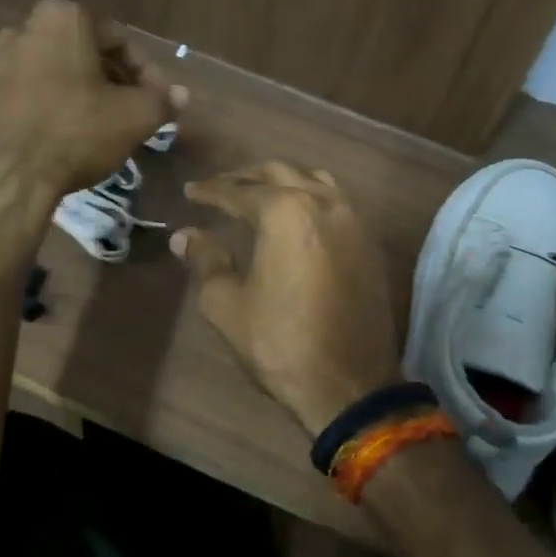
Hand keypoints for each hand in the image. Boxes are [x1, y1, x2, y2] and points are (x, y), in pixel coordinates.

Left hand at [0, 0, 184, 208]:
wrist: (4, 176)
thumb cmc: (76, 132)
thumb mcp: (135, 117)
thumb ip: (162, 101)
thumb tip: (181, 95)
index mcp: (63, 19)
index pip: (120, 41)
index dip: (147, 74)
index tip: (158, 103)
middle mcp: (23, 29)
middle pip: (85, 55)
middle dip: (114, 83)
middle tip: (133, 115)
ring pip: (56, 75)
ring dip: (83, 96)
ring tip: (102, 130)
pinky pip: (30, 97)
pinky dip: (52, 110)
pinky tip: (67, 140)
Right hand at [172, 161, 400, 435]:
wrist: (350, 384)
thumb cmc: (281, 343)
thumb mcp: (226, 304)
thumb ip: (205, 260)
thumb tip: (185, 235)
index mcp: (286, 212)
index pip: (240, 191)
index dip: (211, 191)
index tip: (191, 192)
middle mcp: (324, 203)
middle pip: (280, 173)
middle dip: (246, 177)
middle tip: (221, 188)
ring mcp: (354, 221)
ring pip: (315, 180)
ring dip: (285, 181)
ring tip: (261, 195)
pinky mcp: (370, 243)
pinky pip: (338, 202)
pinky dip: (312, 198)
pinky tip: (298, 218)